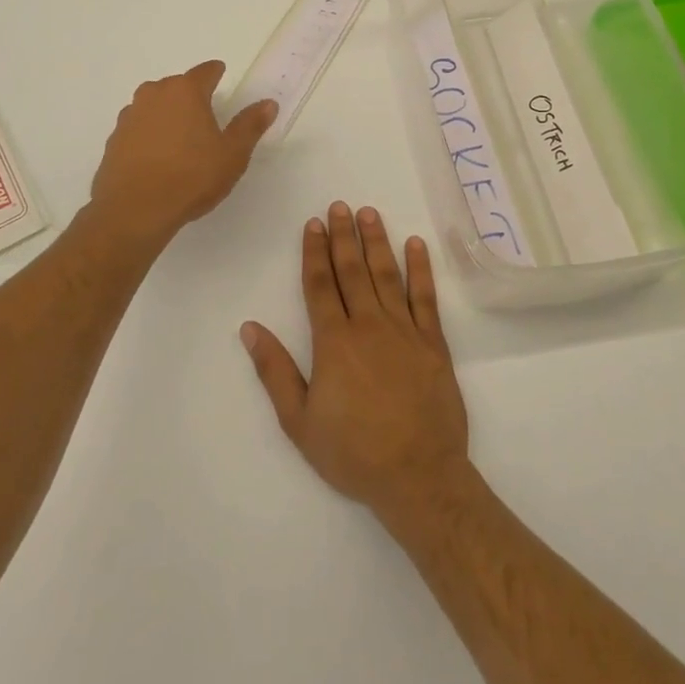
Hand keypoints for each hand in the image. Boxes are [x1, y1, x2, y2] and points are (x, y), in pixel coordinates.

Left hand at [89, 60, 277, 244]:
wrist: (134, 210)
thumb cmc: (191, 177)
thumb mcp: (232, 154)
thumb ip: (250, 125)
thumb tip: (268, 103)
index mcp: (185, 91)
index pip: (205, 72)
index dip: (216, 72)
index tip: (221, 73)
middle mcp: (154, 95)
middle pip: (177, 86)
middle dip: (190, 95)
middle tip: (205, 114)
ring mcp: (129, 116)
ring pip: (154, 106)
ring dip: (167, 114)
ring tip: (180, 137)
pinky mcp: (114, 139)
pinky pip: (138, 128)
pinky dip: (149, 135)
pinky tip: (157, 157)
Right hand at [241, 203, 468, 524]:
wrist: (419, 477)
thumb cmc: (353, 453)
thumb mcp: (300, 422)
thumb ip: (275, 371)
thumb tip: (250, 328)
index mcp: (334, 342)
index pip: (320, 285)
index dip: (314, 252)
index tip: (313, 224)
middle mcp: (368, 326)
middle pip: (352, 271)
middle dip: (343, 236)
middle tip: (339, 206)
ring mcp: (405, 331)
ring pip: (387, 275)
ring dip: (377, 242)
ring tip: (369, 213)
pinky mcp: (434, 344)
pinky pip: (425, 297)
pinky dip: (420, 269)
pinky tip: (415, 244)